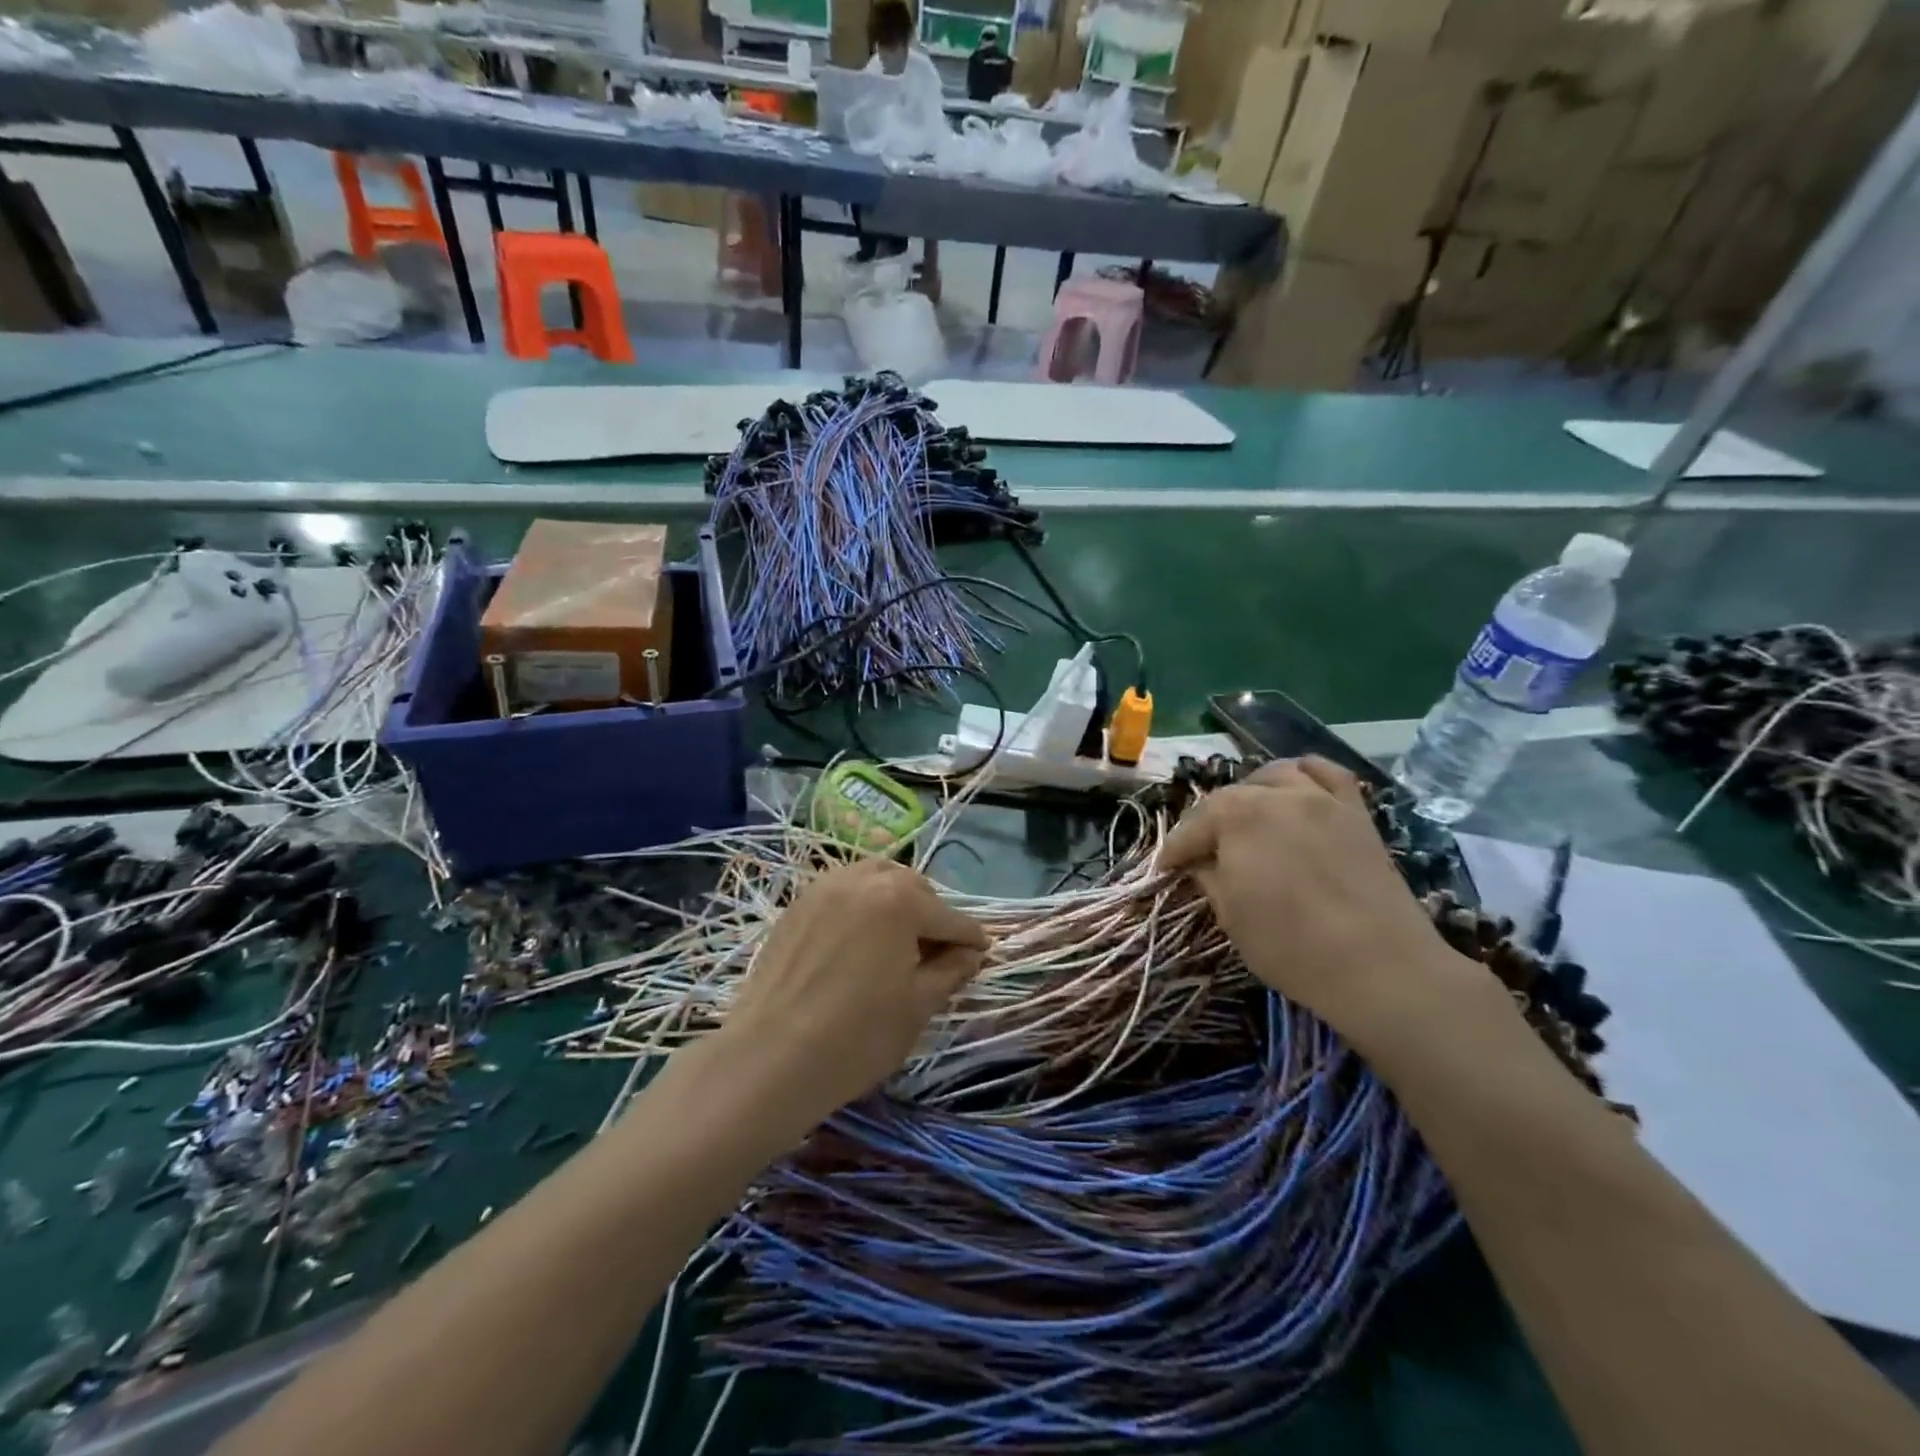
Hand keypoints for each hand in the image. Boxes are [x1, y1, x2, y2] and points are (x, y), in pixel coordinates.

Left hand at [720, 859, 987, 1128]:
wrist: (769, 1058)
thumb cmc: (857, 1036)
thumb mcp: (918, 1006)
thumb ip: (951, 970)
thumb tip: (970, 953)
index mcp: (900, 899)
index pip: (950, 917)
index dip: (970, 940)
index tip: (981, 954)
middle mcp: (864, 879)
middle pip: (913, 888)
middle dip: (931, 915)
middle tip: (936, 953)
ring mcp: (825, 887)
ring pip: (875, 881)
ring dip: (895, 902)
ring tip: (897, 940)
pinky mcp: (798, 904)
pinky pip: (843, 892)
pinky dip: (861, 906)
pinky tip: (858, 940)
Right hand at [1161, 757, 1479, 1047]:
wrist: (1380, 966)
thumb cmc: (1290, 945)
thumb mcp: (1231, 916)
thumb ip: (1209, 877)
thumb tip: (1200, 862)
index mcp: (1235, 816)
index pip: (1192, 828)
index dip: (1174, 851)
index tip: (1165, 871)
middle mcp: (1275, 794)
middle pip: (1230, 798)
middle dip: (1209, 824)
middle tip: (1204, 855)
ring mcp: (1320, 798)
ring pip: (1276, 775)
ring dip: (1254, 792)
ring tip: (1249, 817)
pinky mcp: (1355, 811)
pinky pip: (1327, 774)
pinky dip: (1306, 775)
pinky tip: (1298, 791)